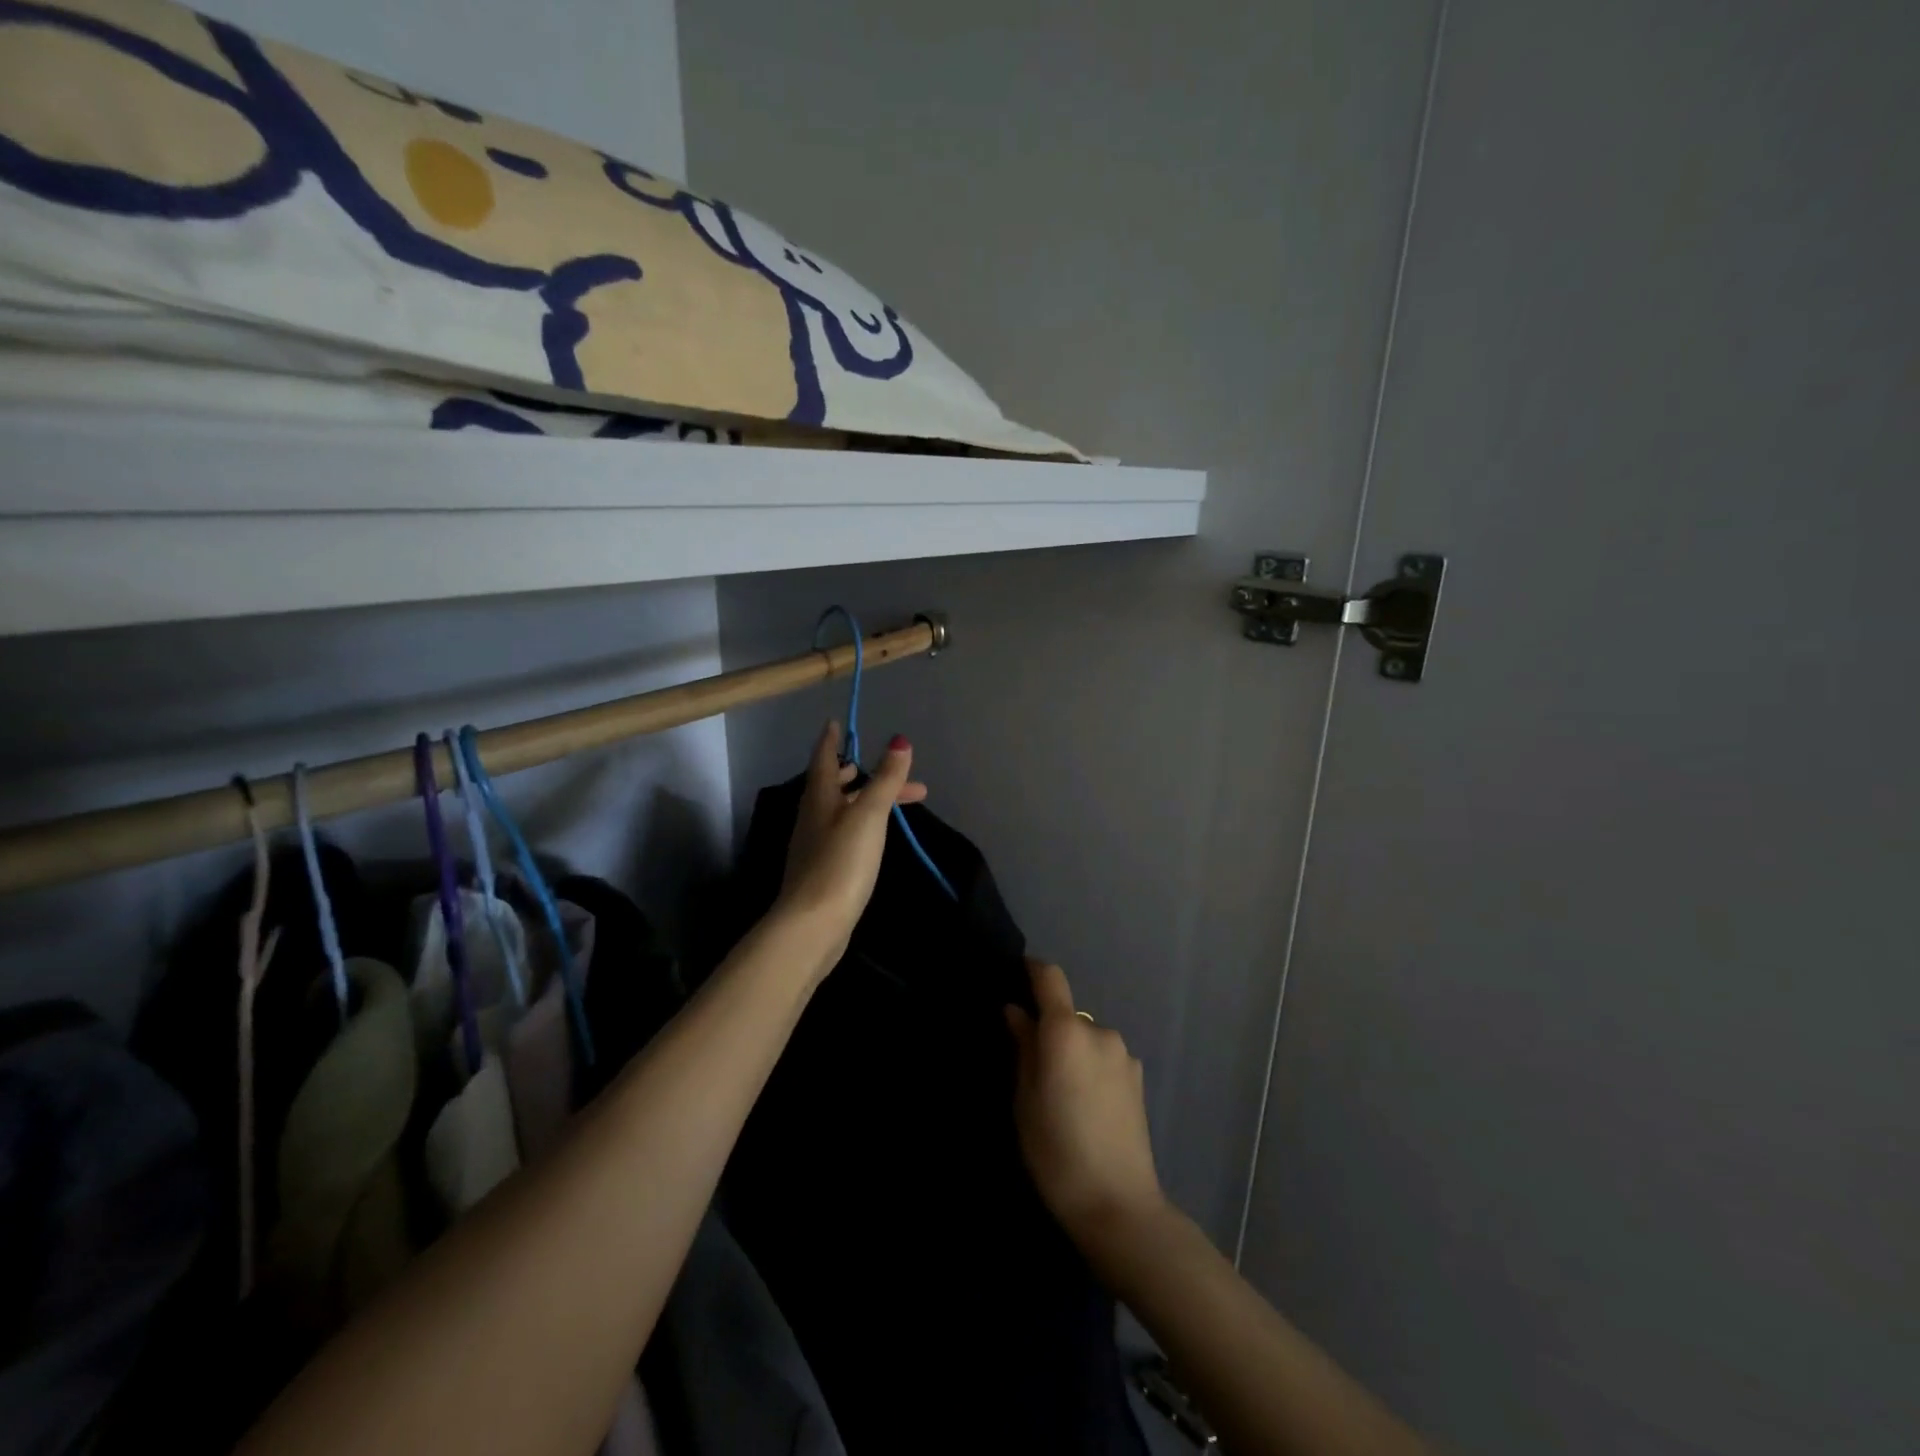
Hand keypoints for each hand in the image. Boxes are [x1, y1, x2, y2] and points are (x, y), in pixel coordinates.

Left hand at [774, 720, 927, 977]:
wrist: (813, 924)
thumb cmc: (841, 863)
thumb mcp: (868, 815)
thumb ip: (885, 779)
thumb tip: (899, 740)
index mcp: (819, 798)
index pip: (824, 759)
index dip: (831, 740)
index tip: (837, 723)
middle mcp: (812, 817)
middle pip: (834, 785)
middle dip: (862, 774)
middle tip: (891, 769)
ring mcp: (814, 845)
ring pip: (840, 810)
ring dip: (866, 800)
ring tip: (894, 802)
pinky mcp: (822, 870)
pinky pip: (843, 833)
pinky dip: (861, 823)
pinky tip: (875, 837)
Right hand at [1005, 959, 1165, 1244]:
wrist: (1118, 1205)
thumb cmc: (1057, 1151)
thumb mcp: (1025, 1100)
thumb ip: (1023, 1048)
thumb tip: (1016, 1012)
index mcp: (1067, 1031)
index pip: (1050, 978)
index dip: (1032, 969)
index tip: (1016, 973)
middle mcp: (1099, 1031)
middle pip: (1067, 1014)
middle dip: (1049, 1029)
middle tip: (1032, 1066)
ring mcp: (1124, 1054)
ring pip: (1086, 1037)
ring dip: (1072, 1050)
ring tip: (1061, 1093)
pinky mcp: (1138, 1077)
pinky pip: (1104, 1056)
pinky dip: (1090, 1066)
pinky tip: (1086, 1105)